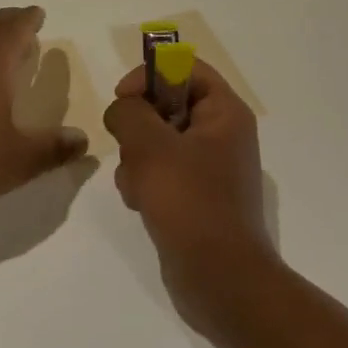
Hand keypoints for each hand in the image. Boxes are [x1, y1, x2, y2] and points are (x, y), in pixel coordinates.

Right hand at [103, 59, 276, 328]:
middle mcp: (221, 134)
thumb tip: (123, 109)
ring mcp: (207, 168)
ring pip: (155, 140)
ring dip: (135, 157)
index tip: (123, 98)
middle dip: (138, 125)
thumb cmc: (190, 202)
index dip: (150, 74)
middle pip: (165, 104)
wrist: (219, 279)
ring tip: (138, 184)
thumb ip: (128, 112)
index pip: (185, 68)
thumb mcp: (150, 146)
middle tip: (129, 146)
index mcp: (224, 113)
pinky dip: (142, 182)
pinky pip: (158, 172)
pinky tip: (140, 204)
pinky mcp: (193, 196)